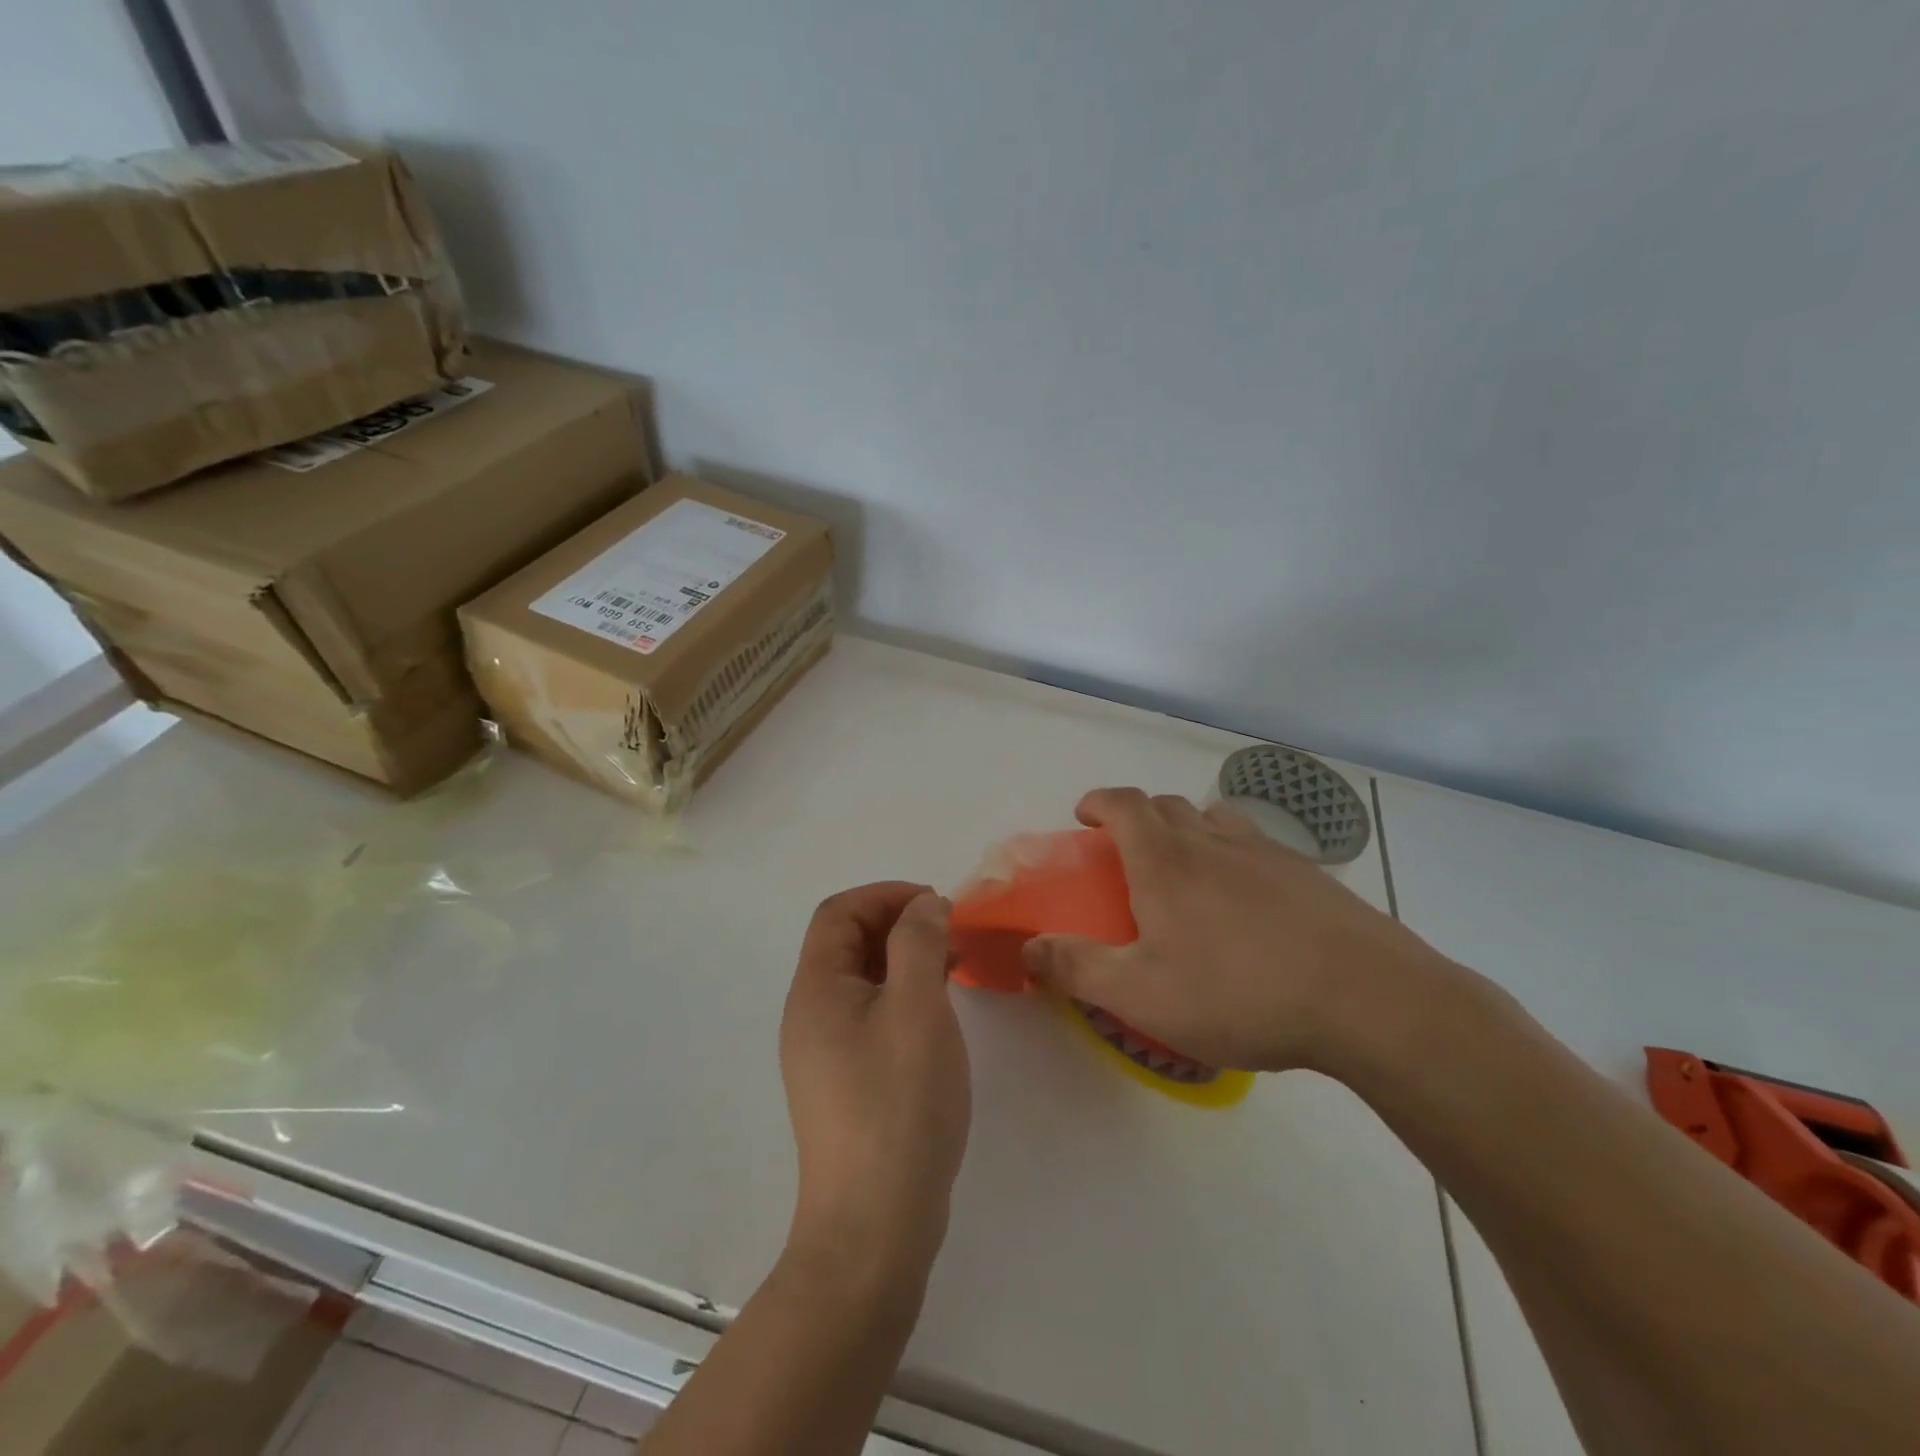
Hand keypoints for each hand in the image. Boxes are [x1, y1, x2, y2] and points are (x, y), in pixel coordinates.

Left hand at [780, 883, 970, 1286]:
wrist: (874, 1225)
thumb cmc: (898, 1103)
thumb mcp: (917, 1008)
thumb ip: (919, 943)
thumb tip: (924, 905)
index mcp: (816, 990)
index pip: (839, 913)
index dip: (886, 895)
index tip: (936, 905)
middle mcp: (809, 1014)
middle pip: (846, 943)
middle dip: (898, 925)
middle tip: (950, 935)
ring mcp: (823, 1052)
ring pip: (861, 980)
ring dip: (903, 960)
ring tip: (952, 968)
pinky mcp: (843, 1082)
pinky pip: (869, 1016)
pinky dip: (901, 996)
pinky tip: (935, 1016)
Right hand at [1022, 788, 1457, 1073]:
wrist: (1367, 1000)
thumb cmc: (1239, 992)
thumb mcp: (1142, 995)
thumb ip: (1078, 968)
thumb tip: (1029, 947)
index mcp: (1166, 861)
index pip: (1124, 804)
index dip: (1099, 801)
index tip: (1084, 815)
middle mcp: (1213, 842)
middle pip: (1167, 806)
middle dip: (1138, 818)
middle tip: (1128, 855)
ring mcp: (1266, 854)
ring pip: (1214, 820)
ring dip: (1188, 829)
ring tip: (1187, 870)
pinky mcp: (1309, 875)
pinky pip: (1257, 846)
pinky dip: (1234, 855)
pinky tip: (1248, 903)